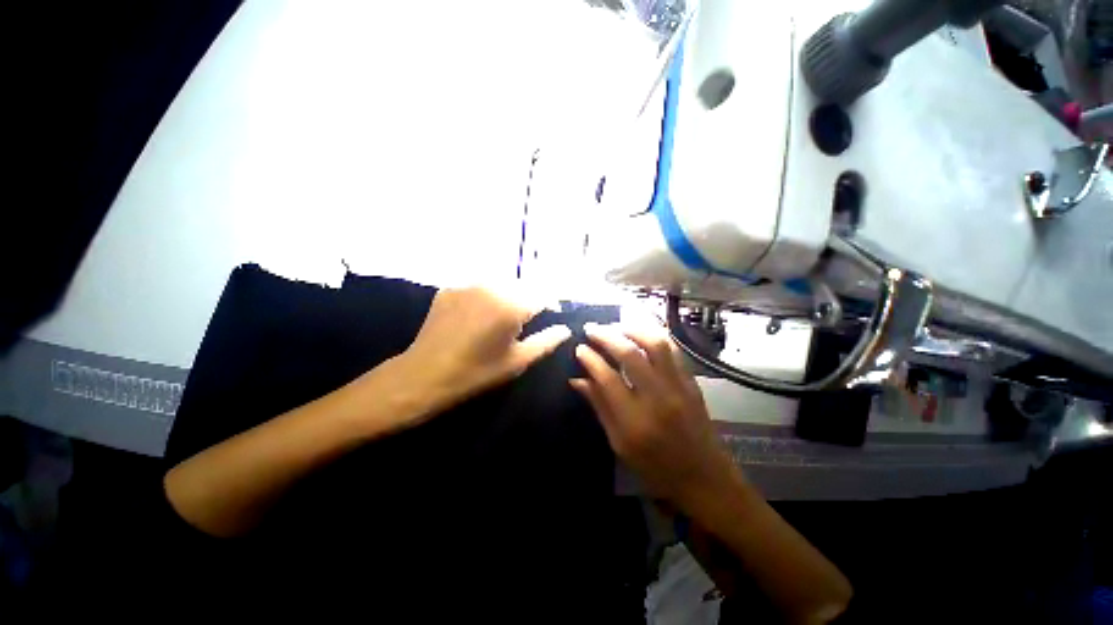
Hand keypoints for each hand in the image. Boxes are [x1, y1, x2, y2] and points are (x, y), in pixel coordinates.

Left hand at [396, 287, 571, 414]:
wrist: (424, 375)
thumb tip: (565, 329)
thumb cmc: (476, 373)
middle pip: (523, 285)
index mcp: (511, 305)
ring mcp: (468, 285)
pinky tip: (481, 313)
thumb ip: (546, 342)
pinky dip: (487, 295)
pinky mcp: (451, 288)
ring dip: (510, 294)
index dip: (552, 303)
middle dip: (531, 298)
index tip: (553, 314)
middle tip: (529, 317)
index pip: (543, 294)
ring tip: (506, 314)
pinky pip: (479, 286)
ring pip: (501, 283)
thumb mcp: (517, 361)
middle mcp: (491, 287)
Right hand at [570, 321, 737, 509]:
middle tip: (591, 329)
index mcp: (635, 420)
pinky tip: (641, 335)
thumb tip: (577, 380)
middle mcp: (658, 398)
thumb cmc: (656, 468)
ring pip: (655, 344)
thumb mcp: (619, 444)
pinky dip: (654, 337)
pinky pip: (672, 350)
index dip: (590, 359)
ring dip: (633, 330)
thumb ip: (599, 407)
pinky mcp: (691, 383)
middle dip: (606, 336)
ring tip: (616, 327)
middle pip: (630, 354)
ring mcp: (679, 387)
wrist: (705, 479)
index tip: (579, 348)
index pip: (607, 377)